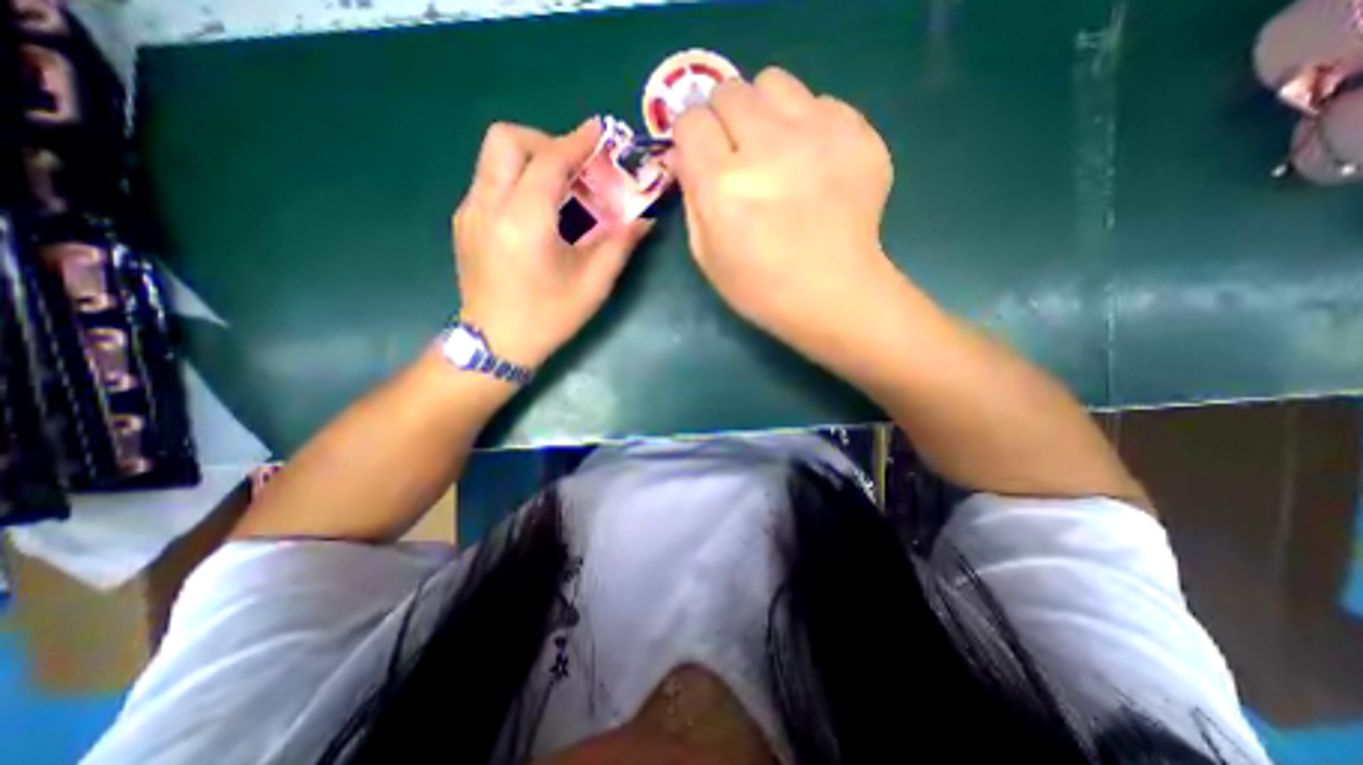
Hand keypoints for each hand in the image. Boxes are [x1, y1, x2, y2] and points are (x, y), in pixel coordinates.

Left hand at [450, 119, 653, 367]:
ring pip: (493, 157)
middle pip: (506, 139)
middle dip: (545, 141)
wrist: (496, 344)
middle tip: (574, 165)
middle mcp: (489, 205)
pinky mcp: (464, 222)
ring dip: (530, 159)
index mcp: (524, 221)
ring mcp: (470, 212)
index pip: (549, 160)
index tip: (600, 131)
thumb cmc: (548, 318)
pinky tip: (537, 210)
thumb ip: (619, 245)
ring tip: (560, 187)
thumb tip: (644, 220)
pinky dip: (516, 179)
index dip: (577, 141)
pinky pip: (489, 181)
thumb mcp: (592, 285)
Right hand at [672, 70, 901, 350]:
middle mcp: (767, 149)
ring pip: (774, 82)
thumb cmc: (761, 287)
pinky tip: (812, 162)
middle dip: (724, 119)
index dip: (692, 137)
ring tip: (775, 148)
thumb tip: (687, 154)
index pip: (691, 121)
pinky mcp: (857, 135)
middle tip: (738, 152)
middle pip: (730, 90)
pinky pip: (820, 102)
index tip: (701, 155)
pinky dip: (808, 125)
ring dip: (764, 111)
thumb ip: (691, 198)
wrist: (833, 294)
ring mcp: (818, 136)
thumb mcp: (706, 255)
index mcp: (723, 186)